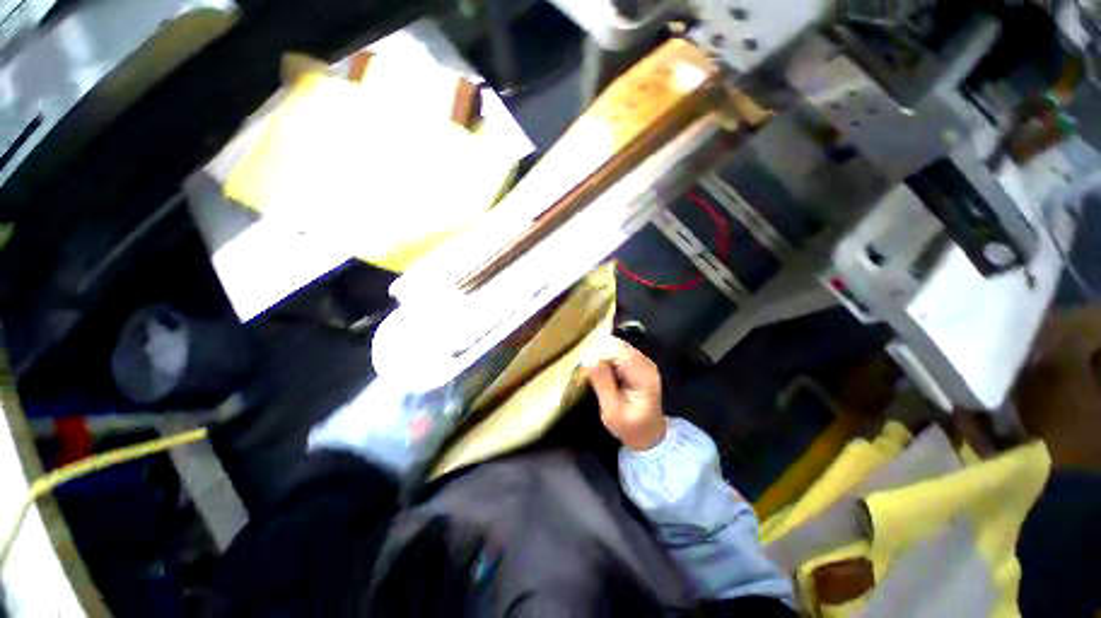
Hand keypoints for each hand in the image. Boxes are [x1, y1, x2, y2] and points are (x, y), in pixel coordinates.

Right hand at [587, 337, 666, 450]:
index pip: (619, 351)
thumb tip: (588, 359)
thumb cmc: (630, 427)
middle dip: (600, 353)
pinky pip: (619, 352)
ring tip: (594, 373)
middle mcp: (645, 363)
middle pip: (618, 345)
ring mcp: (643, 361)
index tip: (586, 365)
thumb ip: (602, 384)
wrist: (649, 435)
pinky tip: (603, 373)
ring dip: (603, 355)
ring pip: (617, 346)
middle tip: (589, 371)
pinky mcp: (637, 363)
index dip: (599, 353)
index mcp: (643, 375)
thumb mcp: (612, 412)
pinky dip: (608, 359)